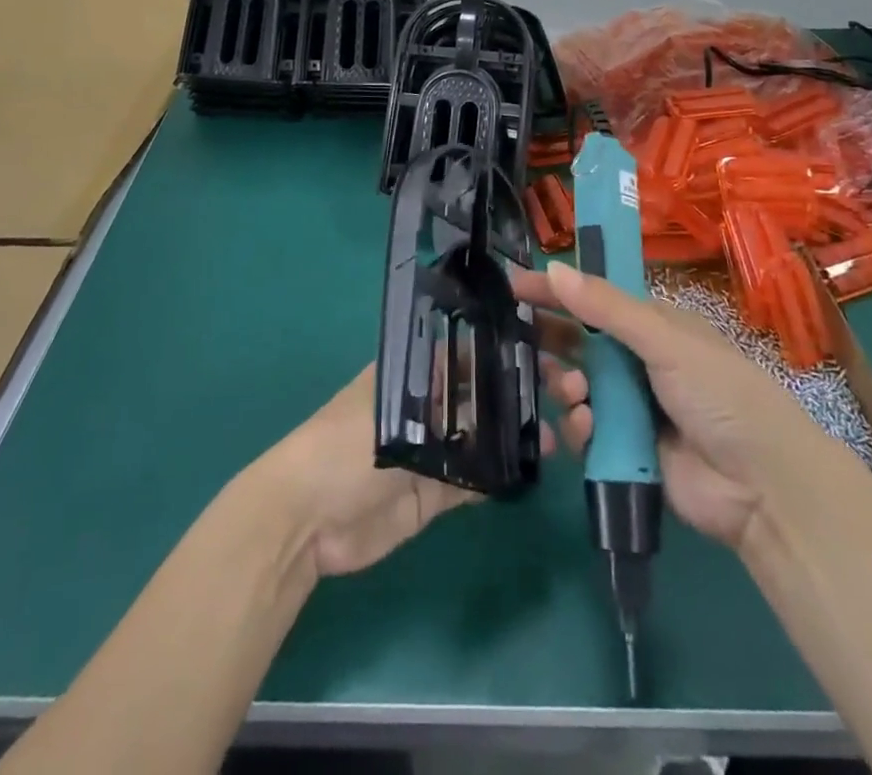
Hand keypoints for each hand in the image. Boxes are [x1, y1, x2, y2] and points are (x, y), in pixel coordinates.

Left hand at [257, 365, 551, 579]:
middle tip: (565, 391)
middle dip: (516, 392)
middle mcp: (425, 407)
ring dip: (516, 433)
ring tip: (559, 431)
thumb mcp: (390, 412)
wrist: (306, 523)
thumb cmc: (341, 447)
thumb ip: (443, 404)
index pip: (463, 353)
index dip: (500, 351)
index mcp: (410, 375)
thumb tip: (493, 384)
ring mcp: (432, 451)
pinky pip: (476, 479)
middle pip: (478, 395)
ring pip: (483, 436)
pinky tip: (535, 465)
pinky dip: (501, 474)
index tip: (543, 348)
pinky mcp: (435, 494)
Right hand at [515, 261, 811, 551]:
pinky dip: (579, 427)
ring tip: (575, 392)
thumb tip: (555, 268)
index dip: (558, 290)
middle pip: (581, 342)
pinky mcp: (625, 450)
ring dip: (567, 384)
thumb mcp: (666, 341)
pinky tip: (586, 428)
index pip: (595, 298)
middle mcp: (639, 362)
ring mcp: (632, 407)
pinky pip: (586, 430)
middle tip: (521, 338)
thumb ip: (607, 308)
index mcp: (654, 327)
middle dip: (553, 340)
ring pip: (577, 386)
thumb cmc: (720, 394)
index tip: (515, 284)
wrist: (762, 487)